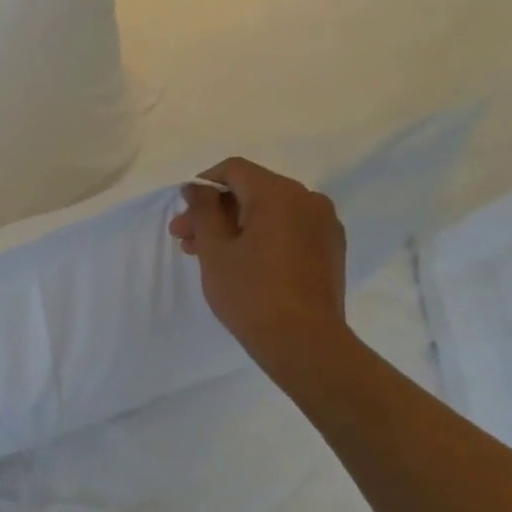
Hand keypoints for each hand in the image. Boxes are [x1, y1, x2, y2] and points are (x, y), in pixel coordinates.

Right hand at [170, 158, 351, 383]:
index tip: (182, 212)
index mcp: (280, 194)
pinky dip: (261, 236)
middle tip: (185, 239)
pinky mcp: (329, 248)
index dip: (203, 184)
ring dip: (236, 225)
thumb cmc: (251, 293)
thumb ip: (203, 210)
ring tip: (207, 253)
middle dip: (215, 210)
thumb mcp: (215, 250)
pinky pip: (288, 229)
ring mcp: (324, 225)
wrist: (304, 342)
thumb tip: (196, 187)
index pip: (234, 170)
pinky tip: (241, 262)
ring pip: (270, 212)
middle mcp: (308, 199)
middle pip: (252, 190)